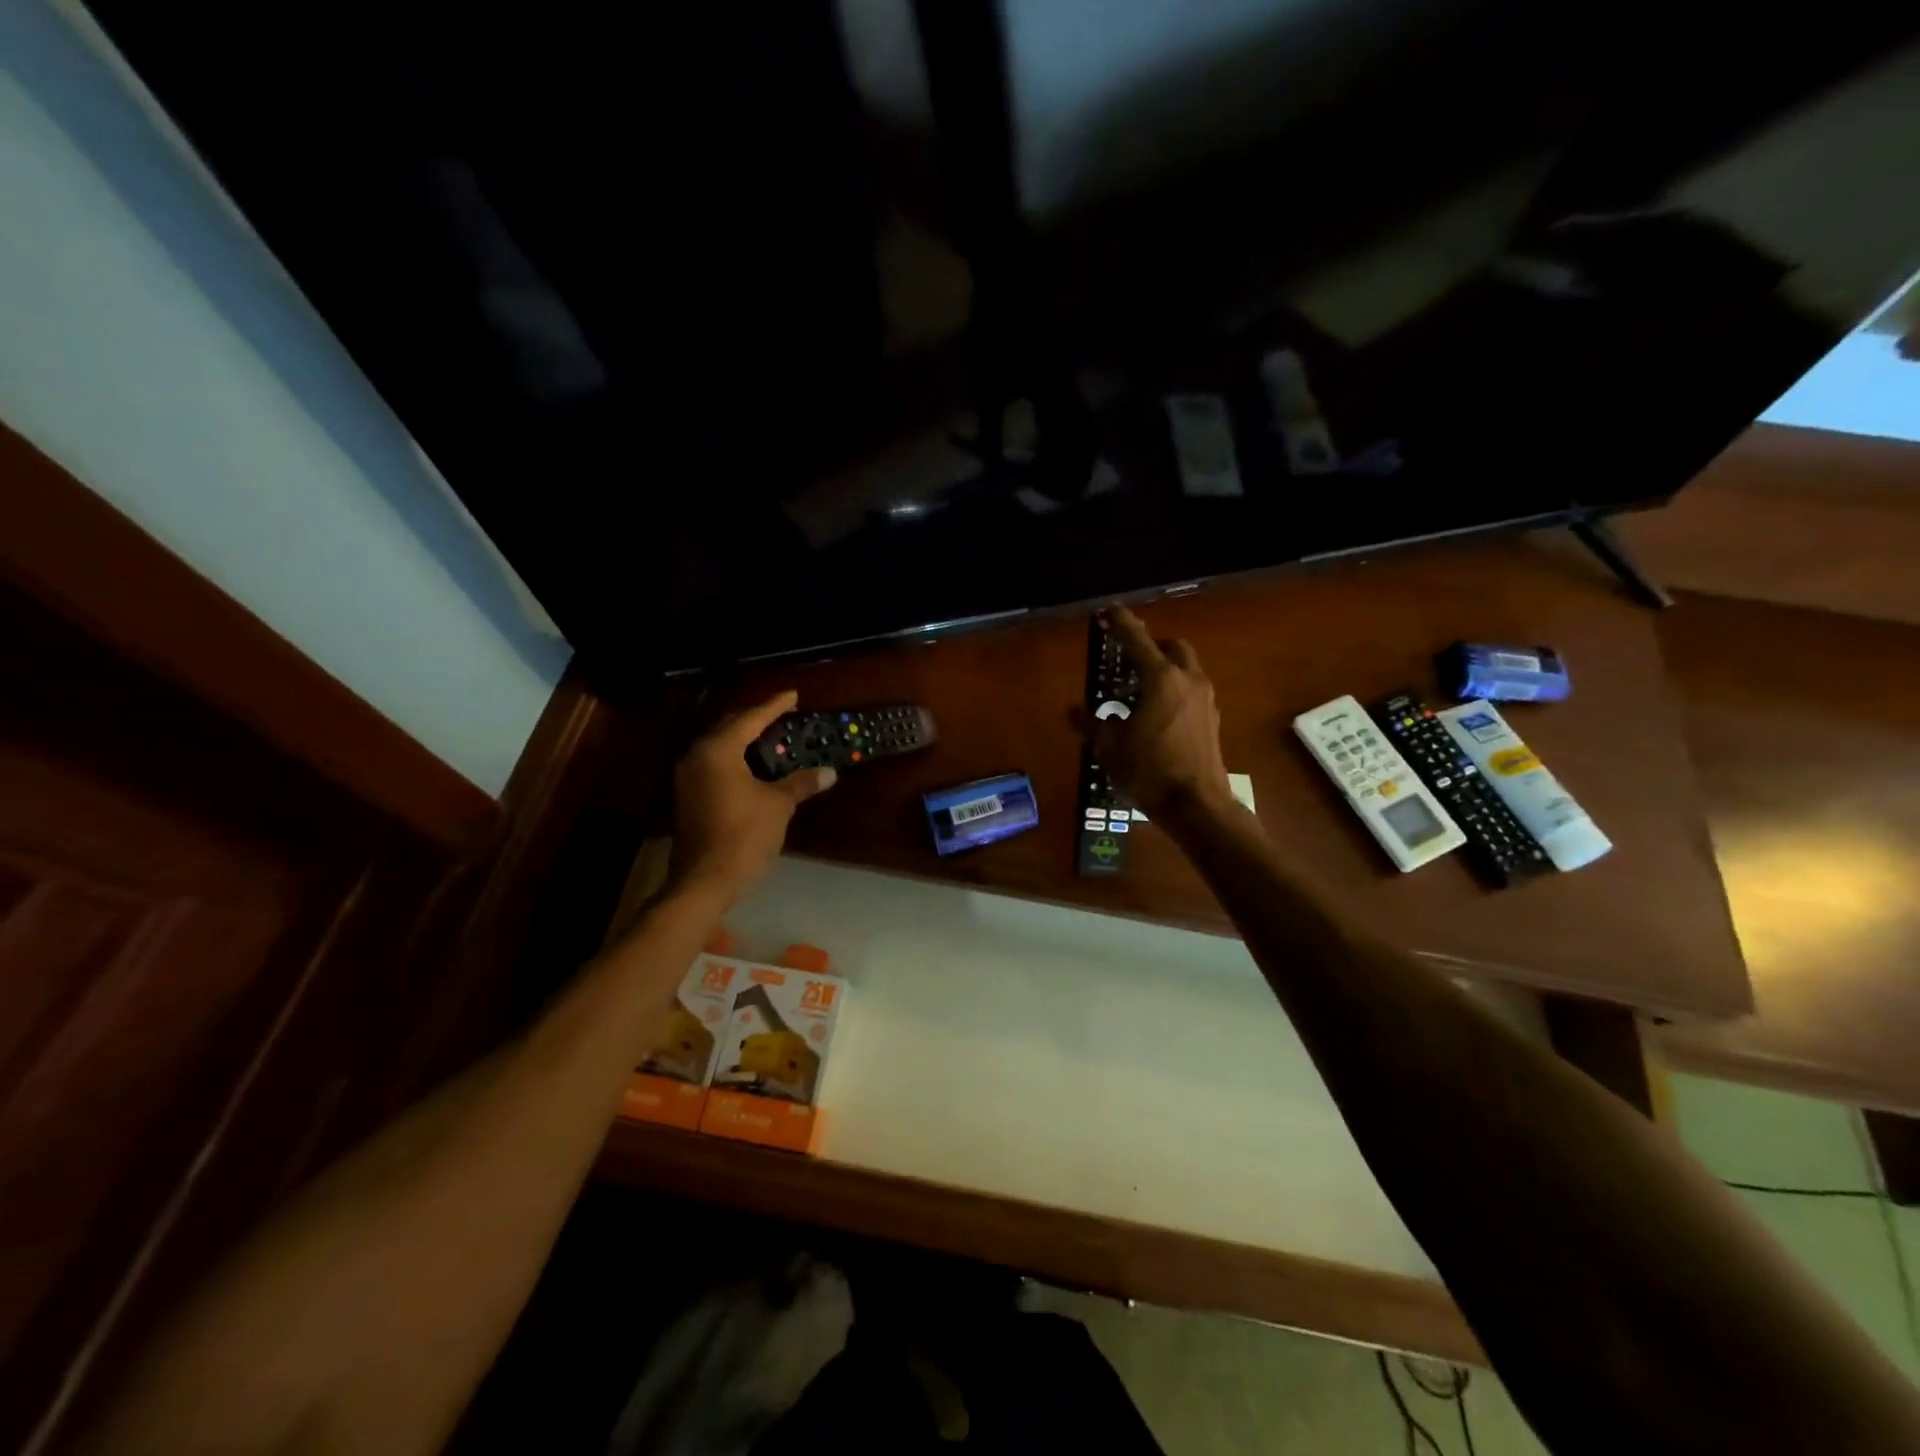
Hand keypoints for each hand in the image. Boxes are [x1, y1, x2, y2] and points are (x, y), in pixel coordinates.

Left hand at [673, 692, 835, 897]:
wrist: (705, 881)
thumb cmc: (744, 835)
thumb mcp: (778, 806)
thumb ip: (801, 783)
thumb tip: (829, 772)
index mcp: (718, 750)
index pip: (751, 719)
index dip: (774, 706)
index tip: (793, 695)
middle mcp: (697, 756)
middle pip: (730, 727)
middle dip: (756, 719)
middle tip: (781, 715)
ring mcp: (688, 778)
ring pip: (719, 747)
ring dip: (744, 740)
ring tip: (770, 737)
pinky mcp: (688, 797)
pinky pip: (714, 765)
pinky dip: (735, 759)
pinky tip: (753, 766)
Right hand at [1079, 606, 1233, 822]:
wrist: (1197, 805)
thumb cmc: (1149, 771)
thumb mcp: (1109, 748)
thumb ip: (1092, 723)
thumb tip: (1075, 711)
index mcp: (1159, 678)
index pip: (1135, 639)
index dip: (1120, 622)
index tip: (1108, 610)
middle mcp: (1187, 680)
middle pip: (1171, 646)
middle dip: (1150, 645)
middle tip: (1127, 659)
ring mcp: (1204, 699)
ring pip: (1185, 668)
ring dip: (1164, 668)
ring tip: (1138, 691)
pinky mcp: (1211, 719)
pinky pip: (1191, 690)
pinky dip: (1174, 689)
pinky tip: (1156, 715)